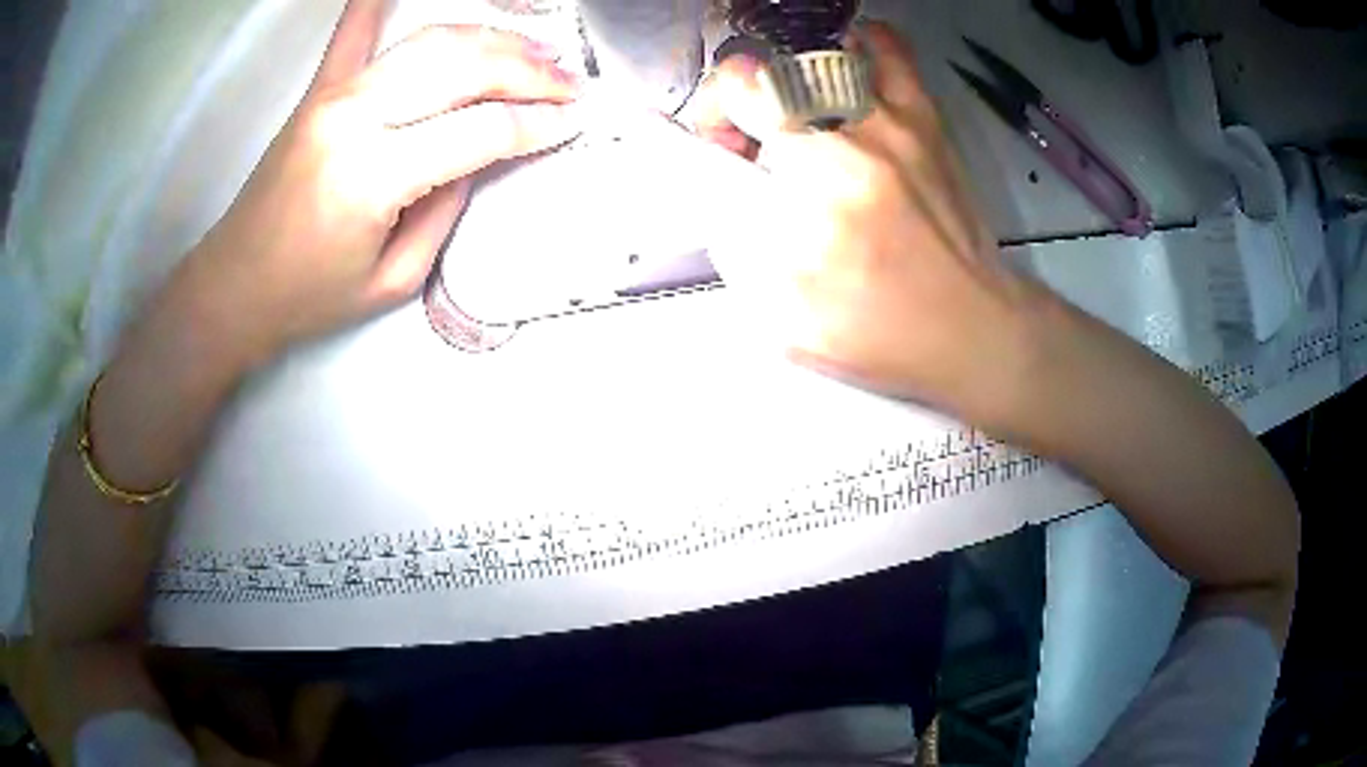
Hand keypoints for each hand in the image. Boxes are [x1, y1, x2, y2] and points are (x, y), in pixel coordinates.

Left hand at [192, 0, 581, 365]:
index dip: (536, 124)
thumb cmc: (311, 295)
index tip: (573, 122)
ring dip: (492, 40)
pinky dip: (382, 1)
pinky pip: (357, 30)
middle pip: (462, 69)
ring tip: (535, 52)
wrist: (235, 286)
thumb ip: (446, 208)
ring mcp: (334, 94)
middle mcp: (356, 118)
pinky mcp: (319, 89)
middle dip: (528, 72)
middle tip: (570, 83)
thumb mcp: (394, 278)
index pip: (480, 130)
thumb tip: (483, 153)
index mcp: (373, 177)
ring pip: (431, 42)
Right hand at [693, 23, 1051, 415]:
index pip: (733, 111)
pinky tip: (845, 59)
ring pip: (817, 59)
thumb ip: (741, 256)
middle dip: (739, 98)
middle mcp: (849, 145)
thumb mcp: (792, 325)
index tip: (723, 148)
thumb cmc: (886, 337)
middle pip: (766, 77)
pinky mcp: (927, 122)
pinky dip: (861, 43)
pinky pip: (891, 54)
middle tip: (753, 135)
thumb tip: (721, 194)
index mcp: (811, 198)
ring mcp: (893, 125)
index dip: (711, 117)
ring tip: (793, 110)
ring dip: (786, 79)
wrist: (976, 328)